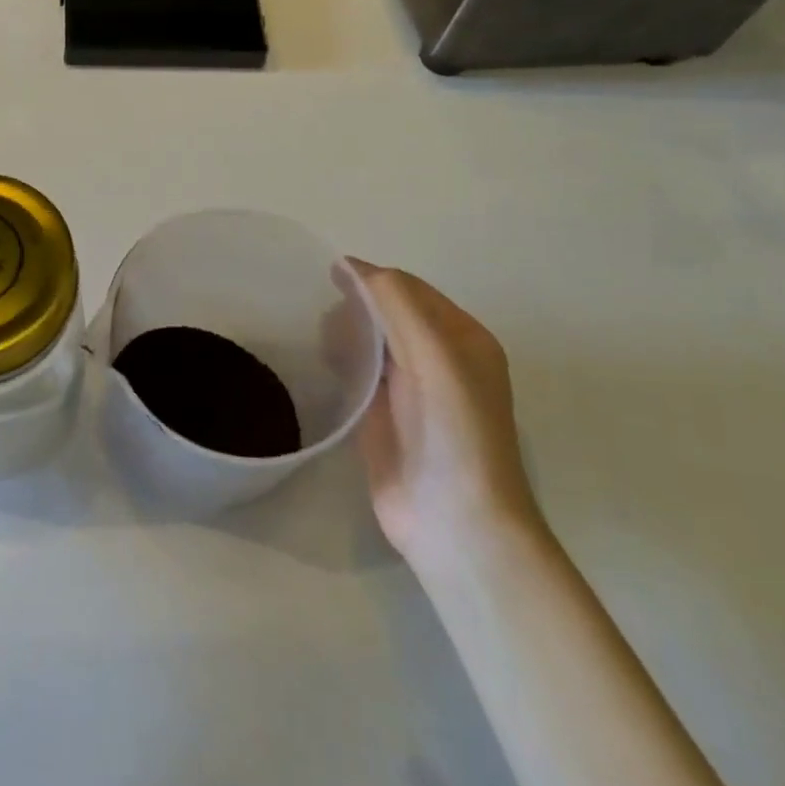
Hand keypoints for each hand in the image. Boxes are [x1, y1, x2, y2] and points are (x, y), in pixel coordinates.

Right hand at [348, 261, 538, 564]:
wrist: (454, 521)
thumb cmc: (453, 430)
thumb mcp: (433, 354)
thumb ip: (395, 303)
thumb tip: (348, 264)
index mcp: (462, 338)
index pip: (408, 289)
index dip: (371, 278)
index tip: (328, 277)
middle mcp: (438, 358)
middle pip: (387, 312)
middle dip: (355, 306)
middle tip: (326, 320)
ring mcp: (410, 390)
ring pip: (370, 341)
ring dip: (345, 332)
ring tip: (323, 343)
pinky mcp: (382, 416)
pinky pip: (357, 374)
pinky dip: (339, 361)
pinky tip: (322, 364)